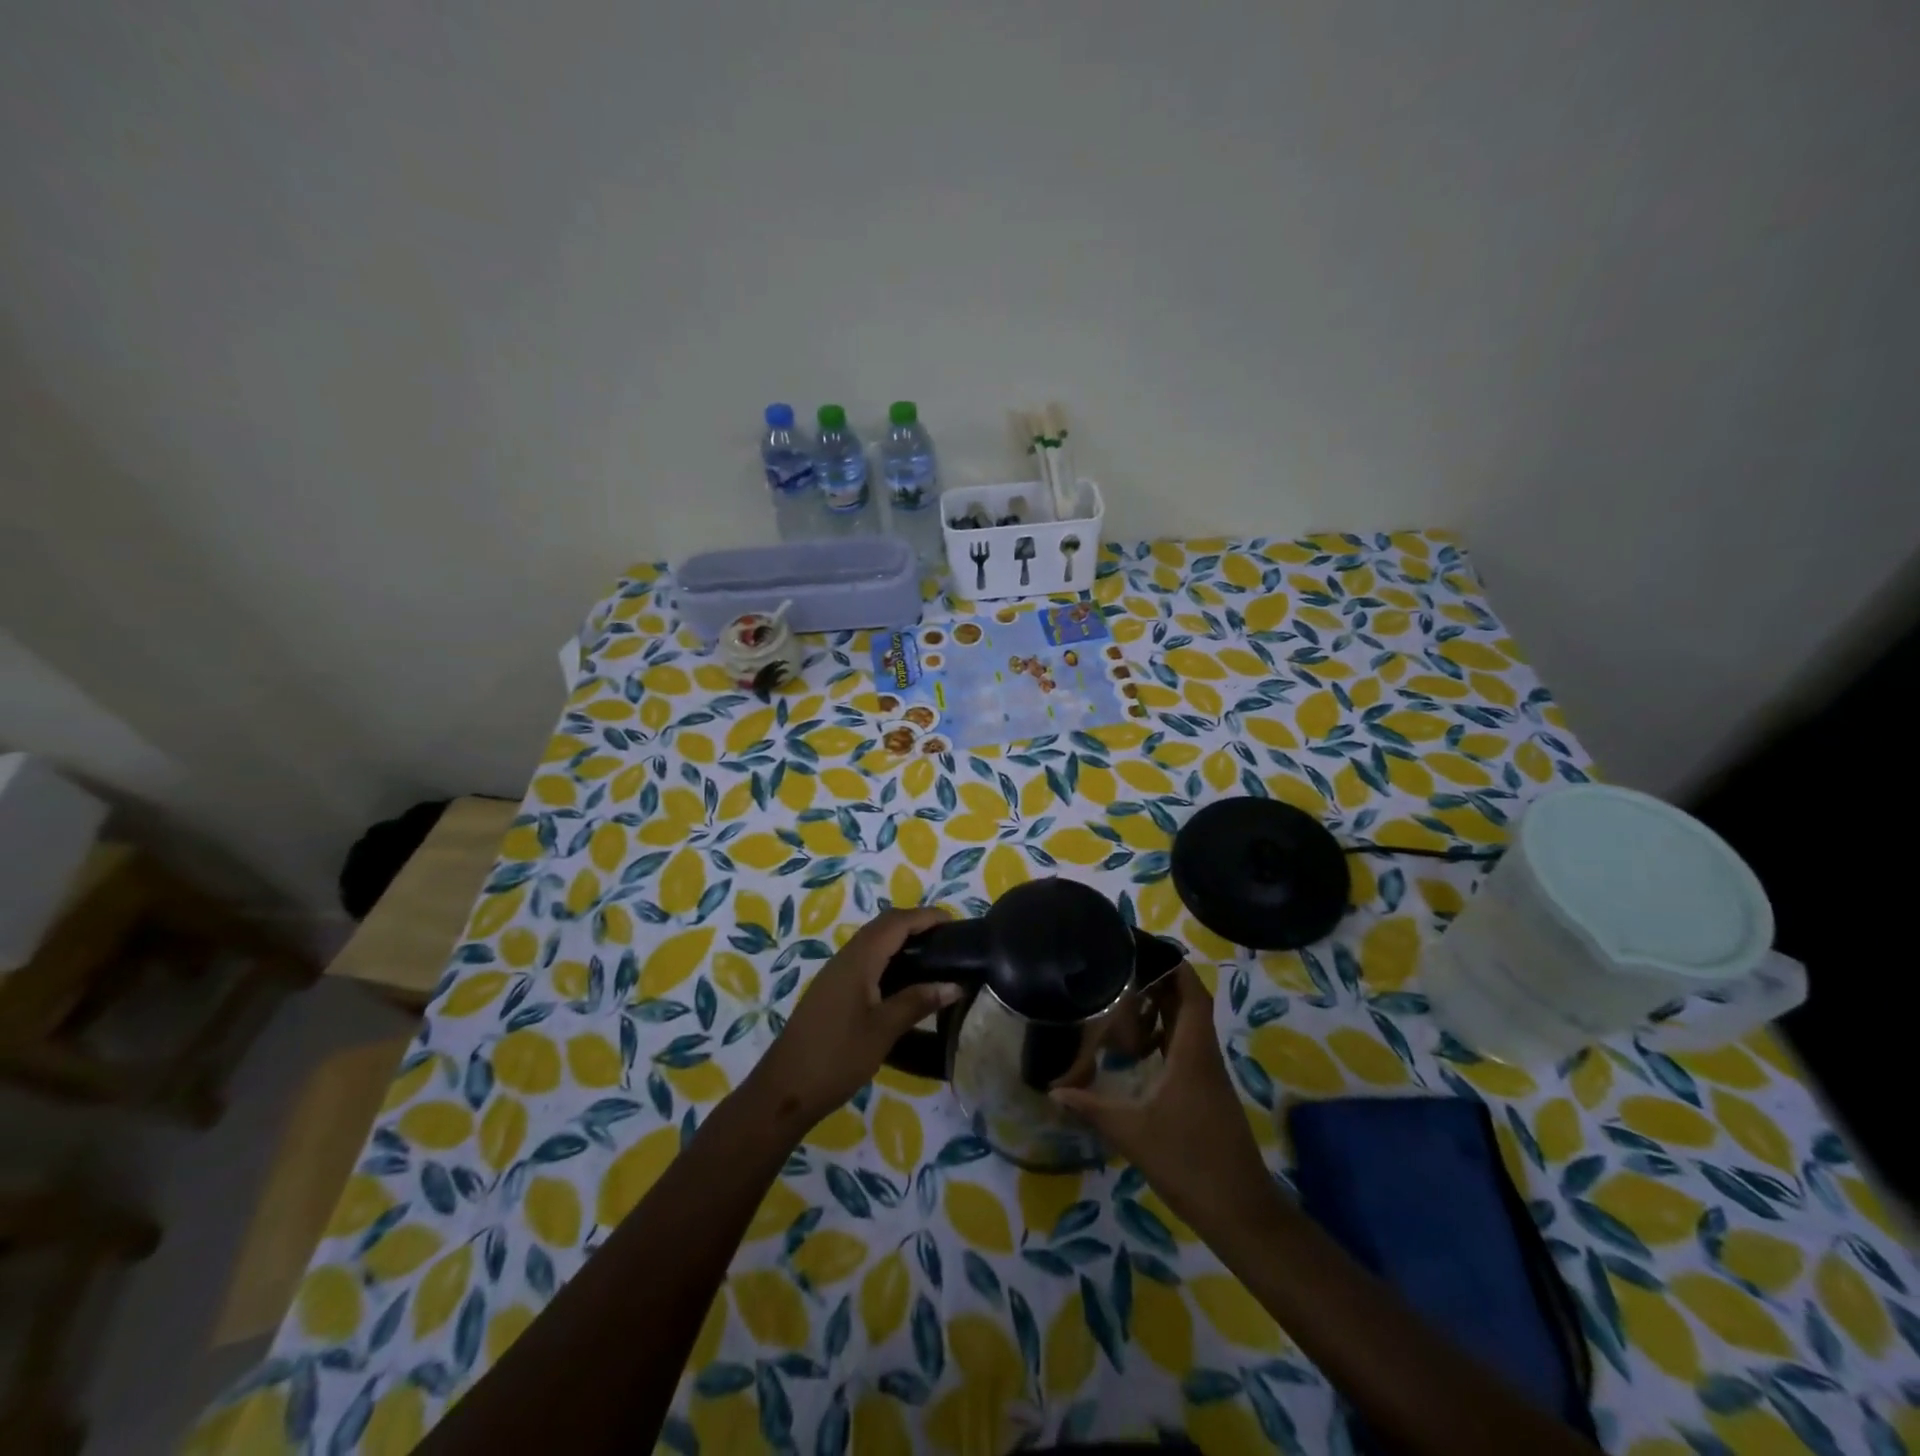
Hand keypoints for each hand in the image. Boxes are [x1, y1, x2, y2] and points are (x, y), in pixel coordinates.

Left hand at [747, 907, 960, 1127]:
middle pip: (883, 926)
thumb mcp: (883, 1030)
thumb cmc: (836, 1057)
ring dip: (900, 938)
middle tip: (947, 938)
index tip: (955, 922)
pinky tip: (902, 979)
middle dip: (915, 923)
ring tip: (932, 955)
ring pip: (872, 942)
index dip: (926, 916)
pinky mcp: (831, 991)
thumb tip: (954, 985)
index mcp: (858, 960)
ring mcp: (835, 974)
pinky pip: (864, 959)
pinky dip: (888, 956)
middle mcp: (845, 958)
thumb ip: (917, 1002)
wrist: (784, 1089)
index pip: (896, 923)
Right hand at [1051, 963, 1279, 1241]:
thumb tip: (1053, 1089)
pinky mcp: (1206, 1094)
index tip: (1145, 948)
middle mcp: (1204, 1056)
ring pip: (1188, 1027)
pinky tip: (1137, 1048)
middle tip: (1122, 968)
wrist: (1241, 1212)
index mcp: (1193, 1052)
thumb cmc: (1190, 1163)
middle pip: (1189, 1004)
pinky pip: (1186, 1049)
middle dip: (1161, 981)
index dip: (1174, 966)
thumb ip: (1093, 1107)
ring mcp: (1208, 1076)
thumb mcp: (1133, 1134)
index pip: (1191, 993)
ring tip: (1123, 998)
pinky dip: (1164, 1036)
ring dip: (1162, 1009)